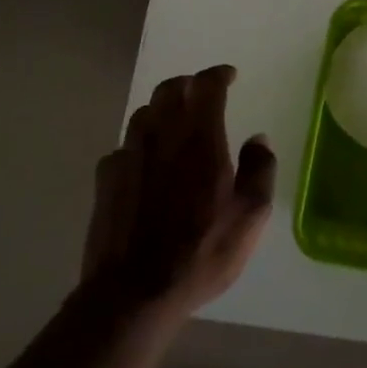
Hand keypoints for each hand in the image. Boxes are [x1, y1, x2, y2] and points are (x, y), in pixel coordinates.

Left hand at [82, 64, 276, 320]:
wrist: (133, 292)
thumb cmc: (200, 253)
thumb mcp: (249, 217)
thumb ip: (260, 170)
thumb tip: (258, 139)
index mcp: (200, 138)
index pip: (206, 85)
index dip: (218, 75)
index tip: (229, 76)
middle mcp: (161, 135)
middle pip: (169, 89)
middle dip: (188, 84)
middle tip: (202, 93)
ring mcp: (128, 154)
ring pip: (143, 113)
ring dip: (161, 110)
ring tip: (175, 124)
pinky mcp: (106, 178)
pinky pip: (124, 146)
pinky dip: (139, 144)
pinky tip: (146, 163)